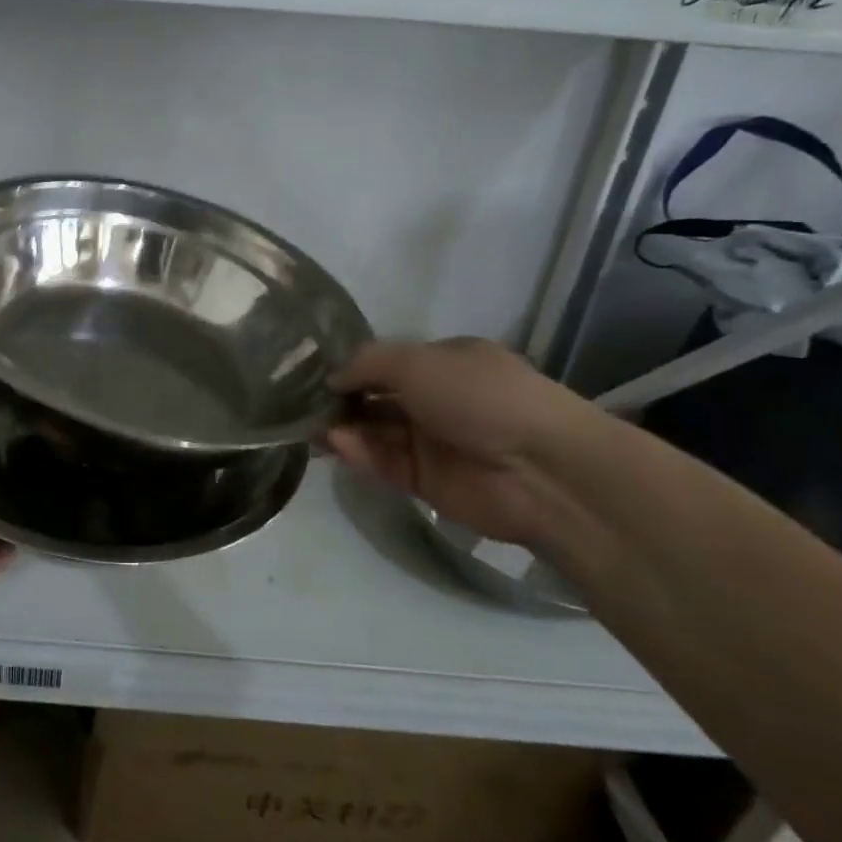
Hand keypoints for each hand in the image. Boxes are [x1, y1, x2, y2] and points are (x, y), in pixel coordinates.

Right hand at [328, 338, 586, 546]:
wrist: (540, 469)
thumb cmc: (480, 396)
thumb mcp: (417, 361)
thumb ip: (366, 364)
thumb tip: (331, 378)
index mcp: (445, 363)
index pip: (386, 363)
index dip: (352, 367)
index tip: (312, 373)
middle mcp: (437, 399)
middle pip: (376, 398)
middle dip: (340, 401)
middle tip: (300, 404)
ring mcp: (432, 442)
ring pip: (375, 432)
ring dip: (344, 428)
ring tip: (310, 427)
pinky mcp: (426, 481)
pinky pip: (384, 463)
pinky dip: (360, 453)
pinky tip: (337, 444)